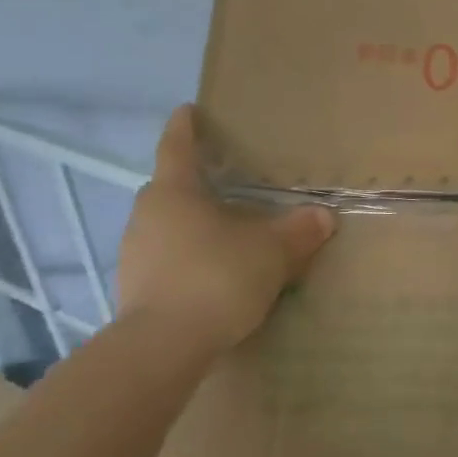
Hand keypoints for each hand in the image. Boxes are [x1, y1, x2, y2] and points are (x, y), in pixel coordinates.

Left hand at [117, 106, 335, 352]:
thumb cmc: (217, 277)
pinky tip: (212, 274)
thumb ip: (299, 231)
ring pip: (166, 226)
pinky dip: (186, 257)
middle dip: (195, 184)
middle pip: (170, 189)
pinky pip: (164, 259)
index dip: (185, 127)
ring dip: (192, 225)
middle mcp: (147, 216)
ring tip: (225, 235)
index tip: (188, 110)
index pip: (177, 147)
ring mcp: (134, 253)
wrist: (164, 347)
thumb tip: (324, 216)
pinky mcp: (133, 289)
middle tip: (225, 184)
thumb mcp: (272, 252)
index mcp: (174, 193)